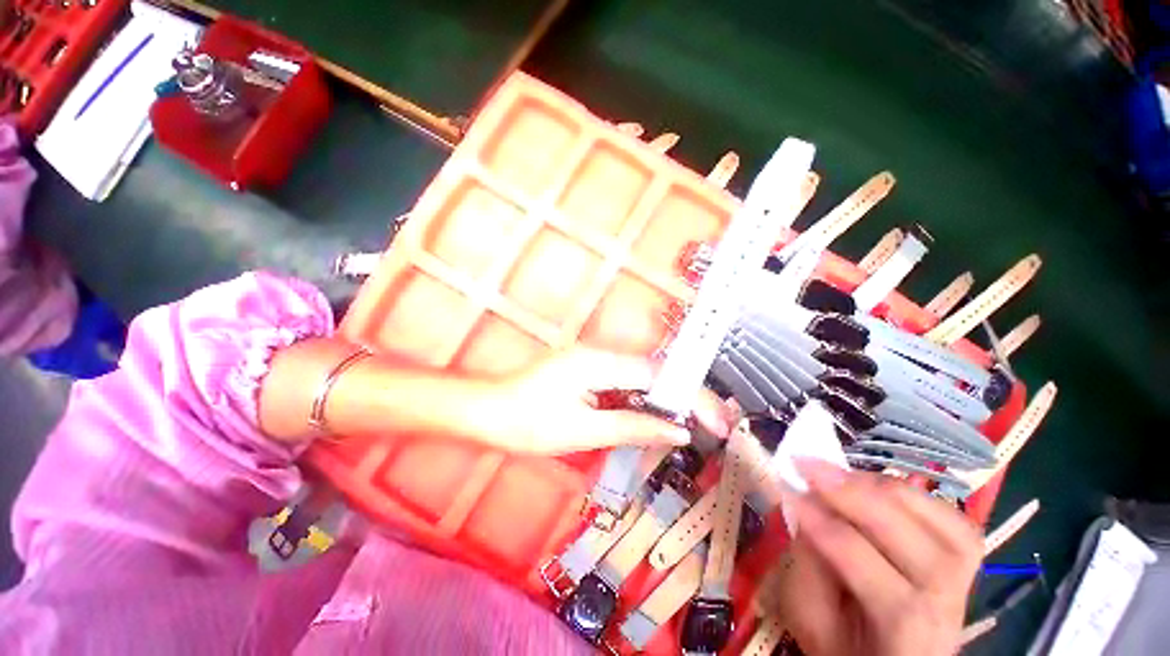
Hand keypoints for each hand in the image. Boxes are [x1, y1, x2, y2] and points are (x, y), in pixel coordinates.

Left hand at [497, 348, 733, 454]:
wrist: (487, 411)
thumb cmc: (528, 423)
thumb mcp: (583, 430)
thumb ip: (632, 427)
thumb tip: (677, 431)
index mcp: (599, 362)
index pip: (658, 375)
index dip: (692, 396)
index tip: (717, 422)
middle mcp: (601, 354)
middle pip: (654, 371)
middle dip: (686, 396)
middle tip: (714, 424)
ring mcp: (594, 361)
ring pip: (642, 377)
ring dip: (667, 399)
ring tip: (694, 424)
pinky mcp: (588, 371)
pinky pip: (625, 383)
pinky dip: (644, 401)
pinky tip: (656, 417)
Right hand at [780, 460, 981, 655]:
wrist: (889, 654)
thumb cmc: (841, 646)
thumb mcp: (811, 619)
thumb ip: (808, 568)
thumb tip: (806, 507)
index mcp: (905, 640)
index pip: (877, 581)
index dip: (830, 530)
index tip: (791, 494)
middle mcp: (949, 612)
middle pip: (921, 549)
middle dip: (858, 499)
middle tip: (810, 467)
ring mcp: (964, 582)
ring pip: (944, 525)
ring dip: (883, 489)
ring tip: (836, 472)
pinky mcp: (962, 559)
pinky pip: (950, 515)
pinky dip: (909, 492)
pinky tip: (870, 483)